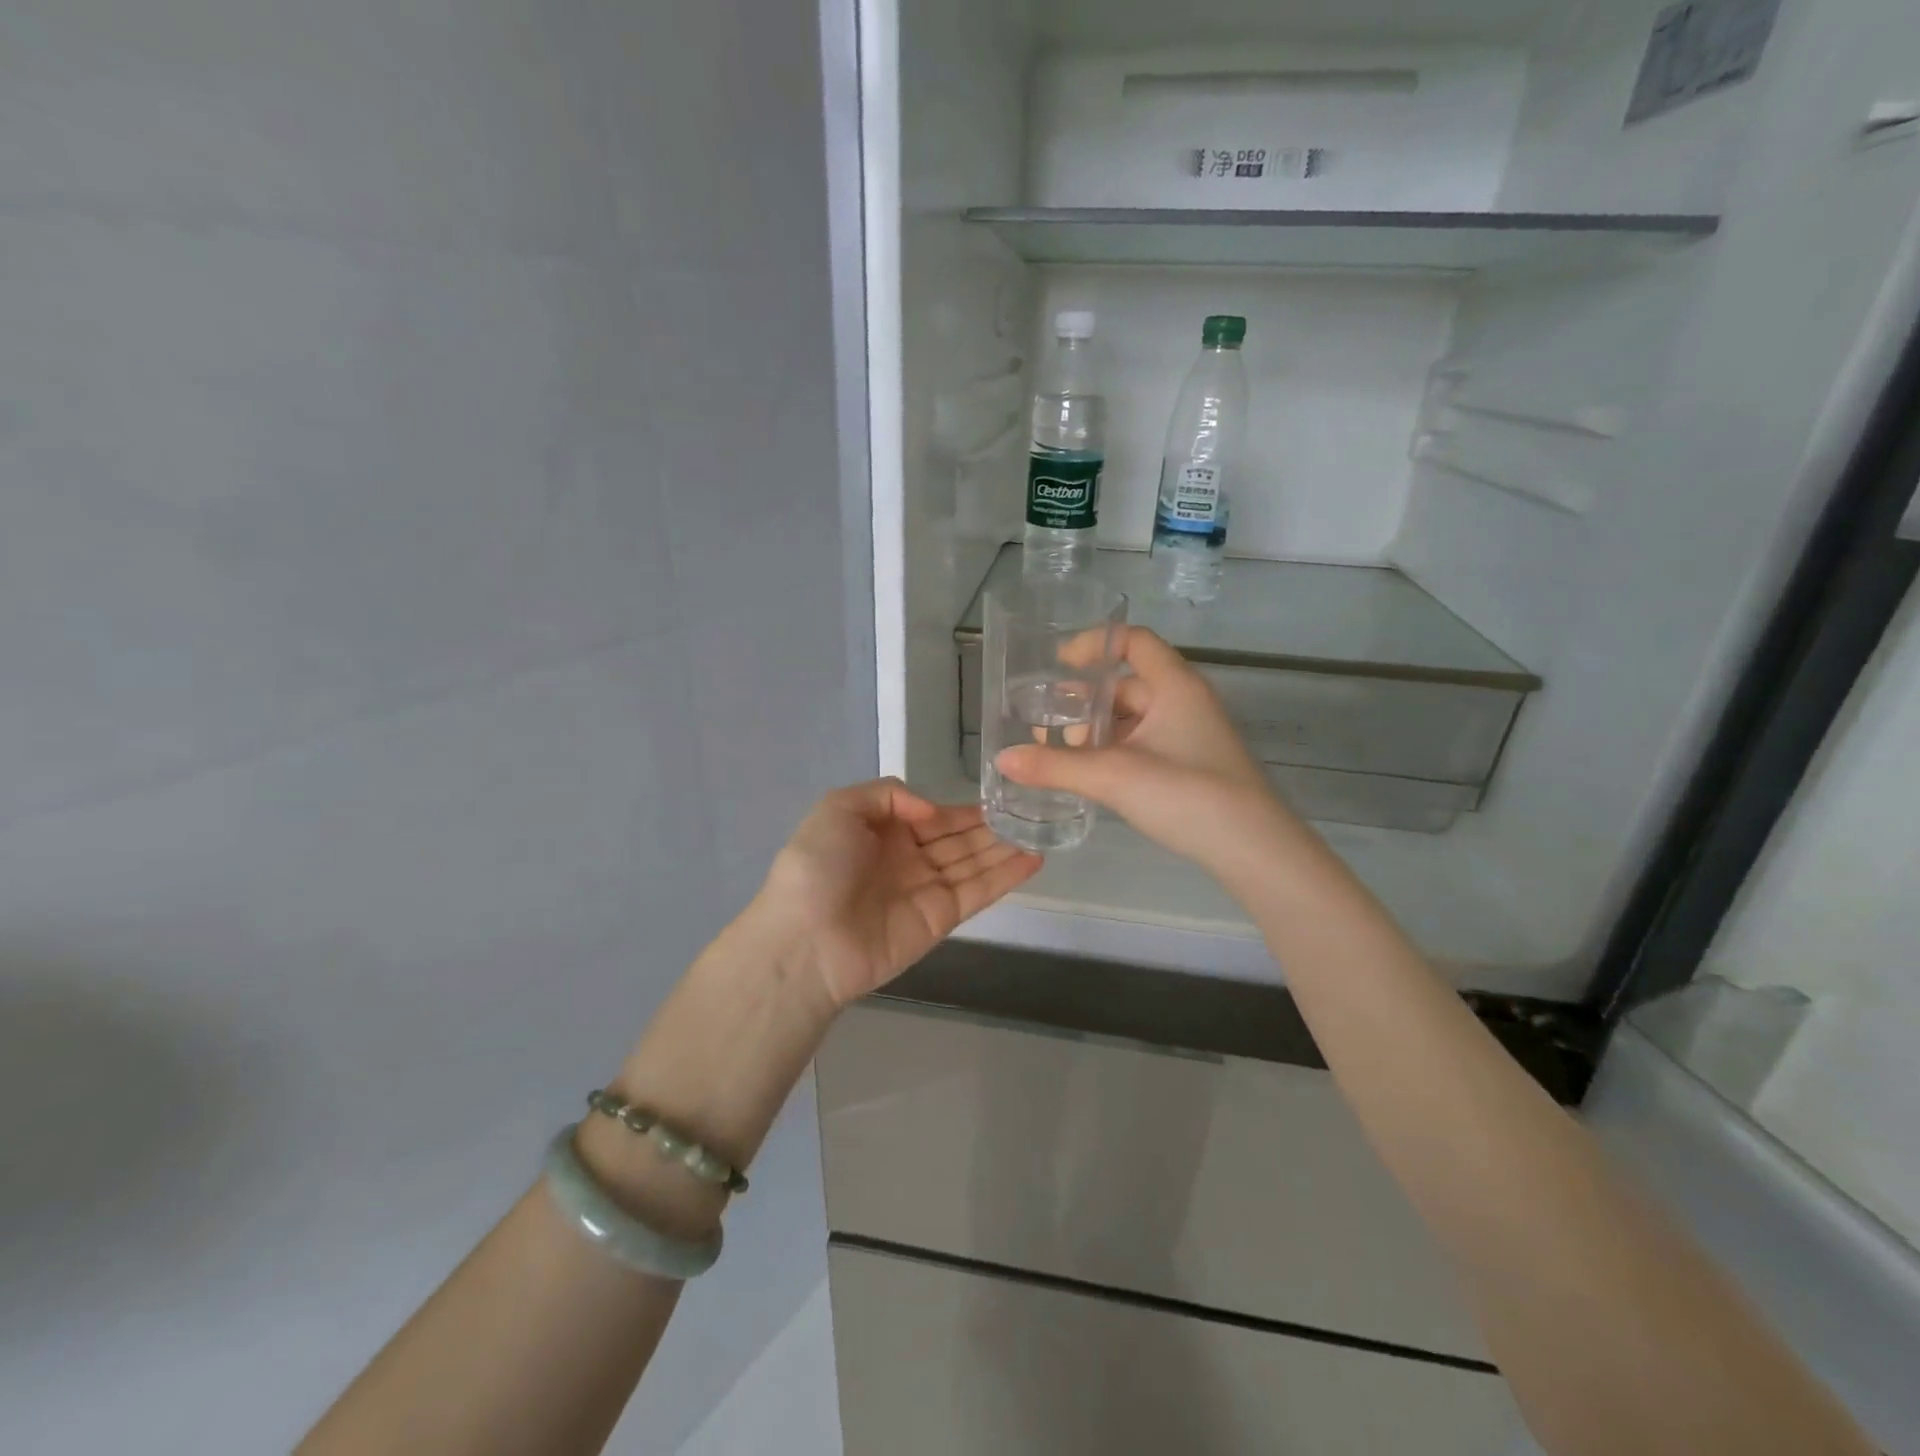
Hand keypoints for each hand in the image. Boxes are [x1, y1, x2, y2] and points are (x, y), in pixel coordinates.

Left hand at [757, 779, 1041, 1007]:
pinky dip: (1006, 877)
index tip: (997, 797)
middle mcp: (906, 859)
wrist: (805, 942)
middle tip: (1030, 810)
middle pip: (957, 839)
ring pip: (973, 862)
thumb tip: (930, 810)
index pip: (932, 816)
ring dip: (1005, 847)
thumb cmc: (816, 868)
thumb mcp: (838, 809)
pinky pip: (978, 892)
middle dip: (990, 827)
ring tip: (1041, 829)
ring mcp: (925, 890)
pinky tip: (1034, 859)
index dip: (961, 809)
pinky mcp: (941, 919)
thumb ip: (886, 793)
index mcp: (881, 832)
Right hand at [996, 627, 1291, 871]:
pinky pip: (1144, 745)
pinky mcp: (1192, 766)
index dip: (1095, 644)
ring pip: (1134, 719)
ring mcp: (1191, 735)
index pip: (1134, 641)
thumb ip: (1055, 766)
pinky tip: (1091, 777)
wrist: (1254, 849)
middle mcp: (1185, 702)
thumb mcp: (1114, 776)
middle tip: (1046, 724)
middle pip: (1127, 684)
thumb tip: (1003, 758)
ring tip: (1062, 756)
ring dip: (1097, 732)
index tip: (1059, 665)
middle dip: (1085, 702)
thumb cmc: (1187, 794)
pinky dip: (1115, 753)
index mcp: (1174, 685)